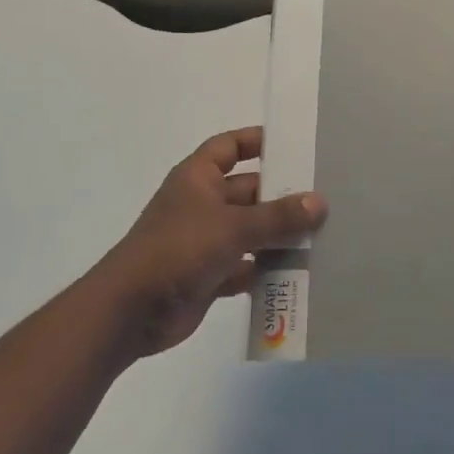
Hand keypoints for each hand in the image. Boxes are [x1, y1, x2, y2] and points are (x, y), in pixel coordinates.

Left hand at [93, 127, 325, 359]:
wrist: (130, 312)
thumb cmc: (178, 250)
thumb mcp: (233, 227)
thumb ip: (277, 216)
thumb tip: (319, 202)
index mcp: (198, 178)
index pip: (229, 146)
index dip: (257, 141)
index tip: (293, 145)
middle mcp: (201, 204)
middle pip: (248, 190)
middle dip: (281, 195)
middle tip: (324, 197)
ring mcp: (204, 241)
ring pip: (250, 230)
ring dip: (278, 235)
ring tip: (321, 235)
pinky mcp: (208, 275)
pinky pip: (246, 266)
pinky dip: (267, 269)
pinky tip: (299, 272)